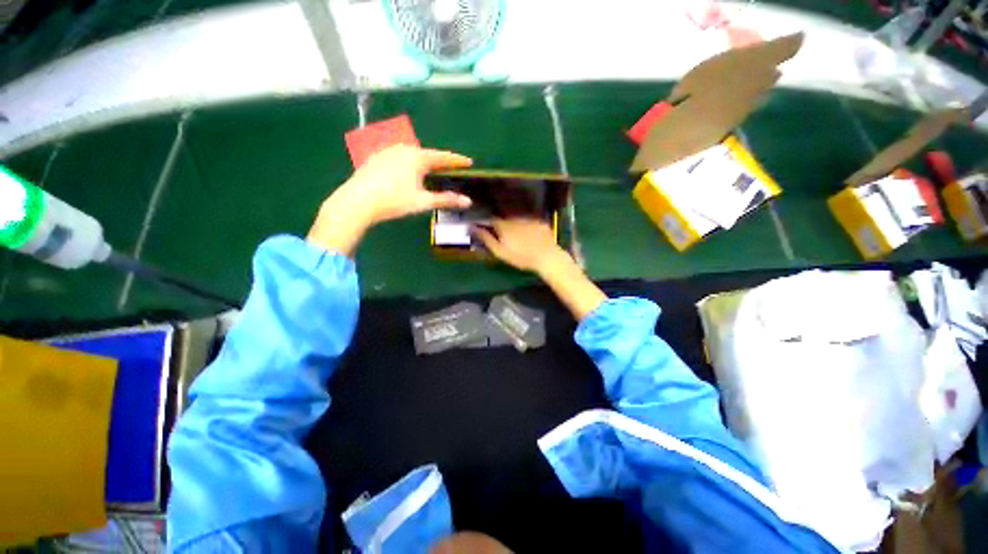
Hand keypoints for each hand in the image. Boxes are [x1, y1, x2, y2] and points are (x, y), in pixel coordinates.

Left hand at [308, 145, 472, 254]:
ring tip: (430, 171)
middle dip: (439, 162)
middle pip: (427, 154)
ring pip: (412, 155)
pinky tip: (406, 174)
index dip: (457, 160)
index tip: (469, 162)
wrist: (358, 201)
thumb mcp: (423, 201)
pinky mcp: (376, 158)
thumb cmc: (394, 201)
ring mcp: (387, 152)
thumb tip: (467, 202)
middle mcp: (403, 149)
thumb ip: (446, 200)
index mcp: (417, 157)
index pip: (443, 157)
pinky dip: (409, 164)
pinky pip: (399, 158)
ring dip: (423, 163)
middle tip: (450, 169)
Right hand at [475, 217, 606, 319]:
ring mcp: (529, 218)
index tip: (486, 227)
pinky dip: (527, 225)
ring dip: (514, 223)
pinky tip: (530, 235)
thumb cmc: (521, 257)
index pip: (491, 218)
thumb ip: (486, 238)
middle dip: (501, 222)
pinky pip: (530, 220)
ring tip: (517, 235)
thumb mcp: (500, 251)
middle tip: (503, 234)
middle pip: (504, 217)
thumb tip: (471, 227)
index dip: (487, 222)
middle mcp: (515, 217)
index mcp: (504, 225)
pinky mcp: (540, 221)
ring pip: (517, 218)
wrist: (547, 257)